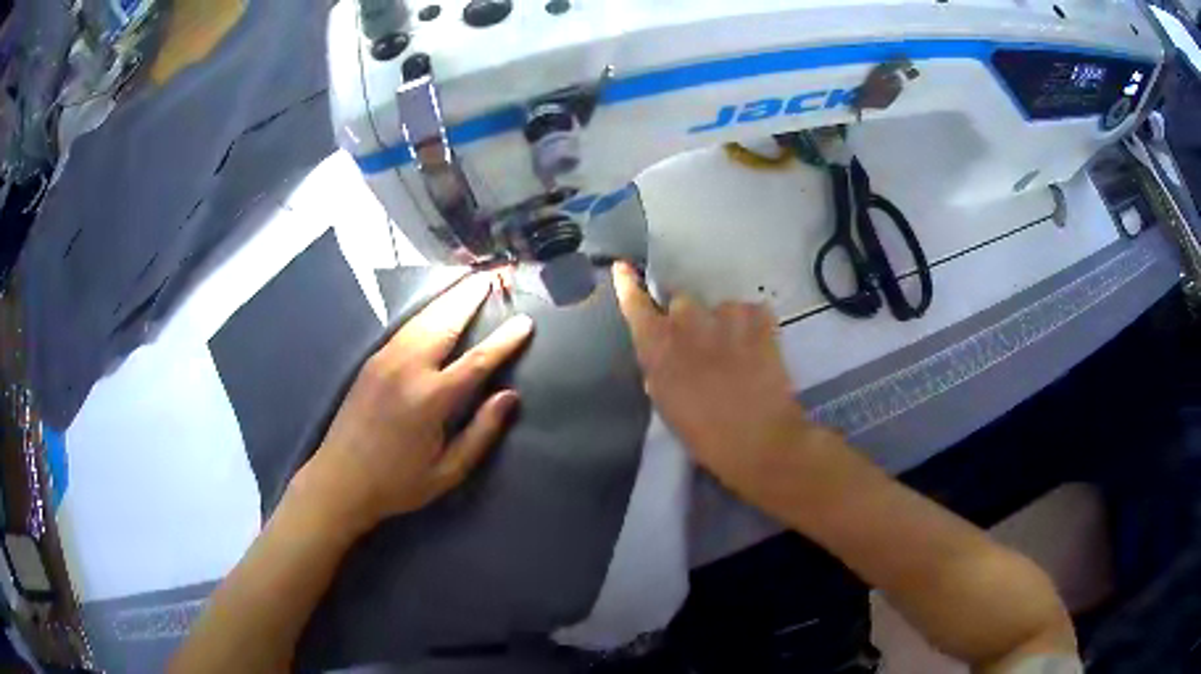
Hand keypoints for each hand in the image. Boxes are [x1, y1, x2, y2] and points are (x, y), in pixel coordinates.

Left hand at [295, 273, 533, 534]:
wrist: (339, 480)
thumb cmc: (398, 483)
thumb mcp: (448, 471)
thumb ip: (481, 432)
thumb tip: (509, 396)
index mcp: (432, 399)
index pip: (477, 360)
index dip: (504, 341)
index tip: (525, 322)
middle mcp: (408, 369)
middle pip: (446, 322)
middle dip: (471, 298)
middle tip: (491, 276)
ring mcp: (385, 360)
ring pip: (423, 319)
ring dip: (448, 298)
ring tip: (467, 280)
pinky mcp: (371, 362)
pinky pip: (405, 328)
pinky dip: (426, 312)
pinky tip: (435, 307)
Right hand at [612, 262, 809, 500]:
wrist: (759, 440)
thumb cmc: (705, 435)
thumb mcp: (668, 406)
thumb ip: (660, 371)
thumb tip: (663, 356)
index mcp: (659, 347)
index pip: (635, 306)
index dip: (628, 286)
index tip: (625, 268)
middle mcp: (687, 322)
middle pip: (682, 302)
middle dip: (690, 318)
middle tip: (705, 345)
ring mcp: (726, 316)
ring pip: (721, 307)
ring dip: (725, 323)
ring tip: (739, 353)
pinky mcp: (760, 319)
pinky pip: (752, 312)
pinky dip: (754, 326)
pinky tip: (759, 349)